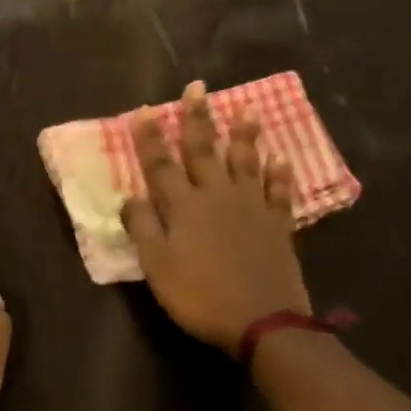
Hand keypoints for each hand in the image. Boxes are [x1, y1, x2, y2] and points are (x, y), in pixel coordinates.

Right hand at [120, 81, 310, 352]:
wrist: (264, 323)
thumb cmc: (201, 296)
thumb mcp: (158, 267)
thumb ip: (143, 228)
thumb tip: (129, 196)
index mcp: (184, 206)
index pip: (161, 164)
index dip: (150, 137)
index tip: (145, 109)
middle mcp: (217, 196)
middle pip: (203, 150)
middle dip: (197, 118)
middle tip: (197, 87)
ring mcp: (251, 207)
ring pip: (245, 162)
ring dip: (244, 135)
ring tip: (247, 109)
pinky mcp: (277, 224)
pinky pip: (279, 192)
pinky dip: (279, 174)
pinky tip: (280, 158)